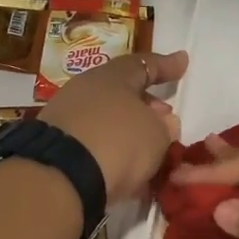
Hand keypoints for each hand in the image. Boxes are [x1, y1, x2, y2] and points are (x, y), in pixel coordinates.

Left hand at [41, 50, 187, 202]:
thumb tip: (163, 121)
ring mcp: (66, 116)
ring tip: (149, 148)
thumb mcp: (156, 135)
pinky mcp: (55, 145)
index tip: (183, 61)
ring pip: (107, 118)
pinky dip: (112, 149)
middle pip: (122, 91)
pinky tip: (125, 167)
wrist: (61, 176)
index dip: (166, 65)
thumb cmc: (118, 142)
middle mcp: (85, 89)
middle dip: (146, 103)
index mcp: (112, 76)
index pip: (144, 65)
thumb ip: (165, 126)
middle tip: (166, 117)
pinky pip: (93, 140)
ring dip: (129, 130)